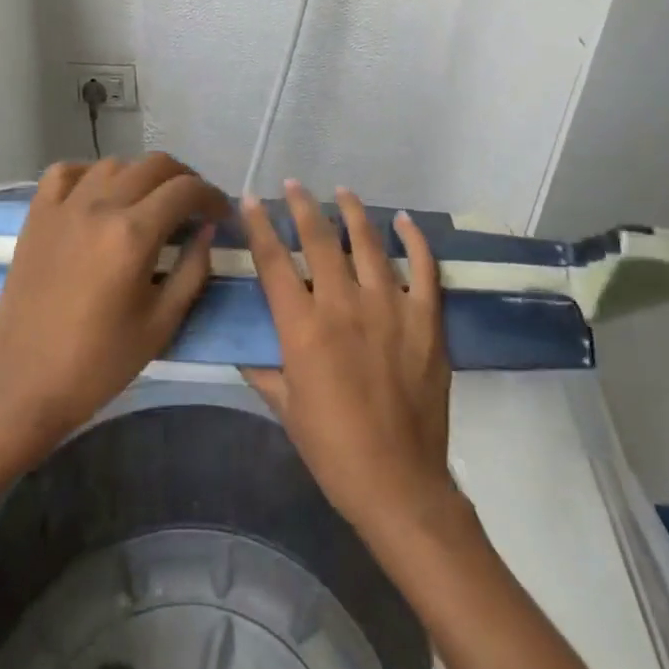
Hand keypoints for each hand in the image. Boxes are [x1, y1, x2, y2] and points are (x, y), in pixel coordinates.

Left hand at [0, 154, 229, 458]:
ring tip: (151, 202)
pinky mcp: (37, 216)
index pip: (185, 190)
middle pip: (154, 165)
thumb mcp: (161, 324)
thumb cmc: (98, 363)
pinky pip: (66, 172)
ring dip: (141, 175)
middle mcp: (99, 206)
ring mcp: (63, 206)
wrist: (23, 385)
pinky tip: (100, 195)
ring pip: (114, 163)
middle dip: (184, 179)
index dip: (212, 196)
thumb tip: (207, 230)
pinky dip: (90, 173)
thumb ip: (193, 270)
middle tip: (194, 207)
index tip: (221, 215)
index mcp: (132, 234)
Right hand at [241, 181, 455, 535]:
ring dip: (353, 211)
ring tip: (342, 191)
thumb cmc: (333, 449)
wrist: (399, 483)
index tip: (249, 200)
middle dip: (302, 206)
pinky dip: (413, 239)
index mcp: (303, 327)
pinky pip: (423, 267)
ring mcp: (389, 307)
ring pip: (368, 242)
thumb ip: (263, 368)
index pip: (274, 262)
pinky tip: (404, 221)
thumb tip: (242, 345)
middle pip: (319, 239)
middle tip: (293, 185)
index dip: (258, 226)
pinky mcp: (426, 319)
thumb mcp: (285, 408)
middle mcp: (343, 305)